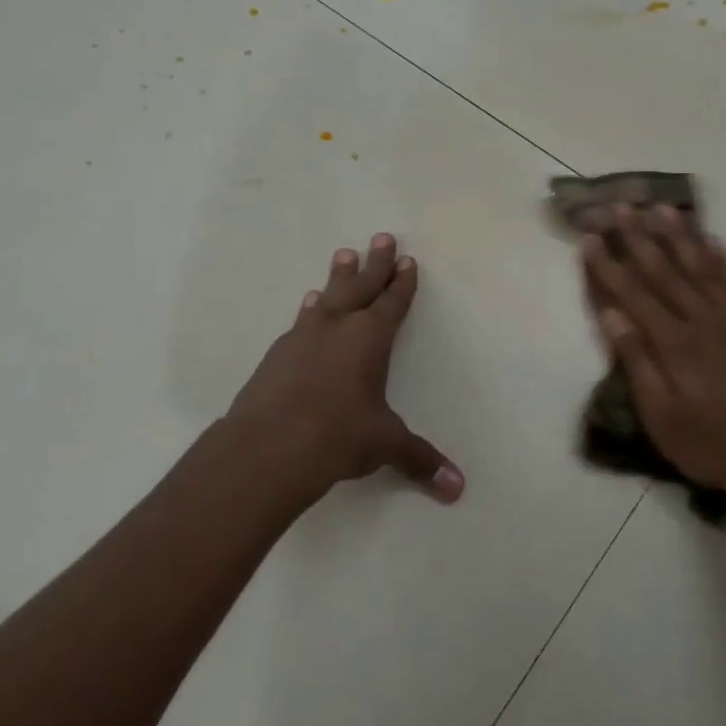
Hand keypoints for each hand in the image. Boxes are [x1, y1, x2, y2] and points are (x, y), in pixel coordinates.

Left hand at [225, 233, 463, 504]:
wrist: (267, 447)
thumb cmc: (338, 436)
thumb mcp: (384, 445)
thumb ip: (420, 460)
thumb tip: (458, 488)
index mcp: (370, 339)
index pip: (392, 304)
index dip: (402, 283)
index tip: (407, 261)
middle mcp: (338, 328)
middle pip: (361, 287)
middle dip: (375, 264)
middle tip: (381, 237)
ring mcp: (303, 338)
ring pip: (327, 298)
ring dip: (338, 278)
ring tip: (342, 256)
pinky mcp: (277, 355)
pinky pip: (301, 321)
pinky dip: (310, 311)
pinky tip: (308, 307)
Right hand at [580, 205, 725, 516]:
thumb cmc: (713, 446)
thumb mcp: (662, 417)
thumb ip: (637, 362)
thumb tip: (611, 314)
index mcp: (675, 344)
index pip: (632, 294)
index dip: (608, 264)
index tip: (589, 236)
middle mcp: (703, 321)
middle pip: (664, 270)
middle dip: (638, 237)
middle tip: (620, 206)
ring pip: (702, 267)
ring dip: (679, 236)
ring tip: (661, 208)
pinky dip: (722, 258)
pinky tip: (711, 240)